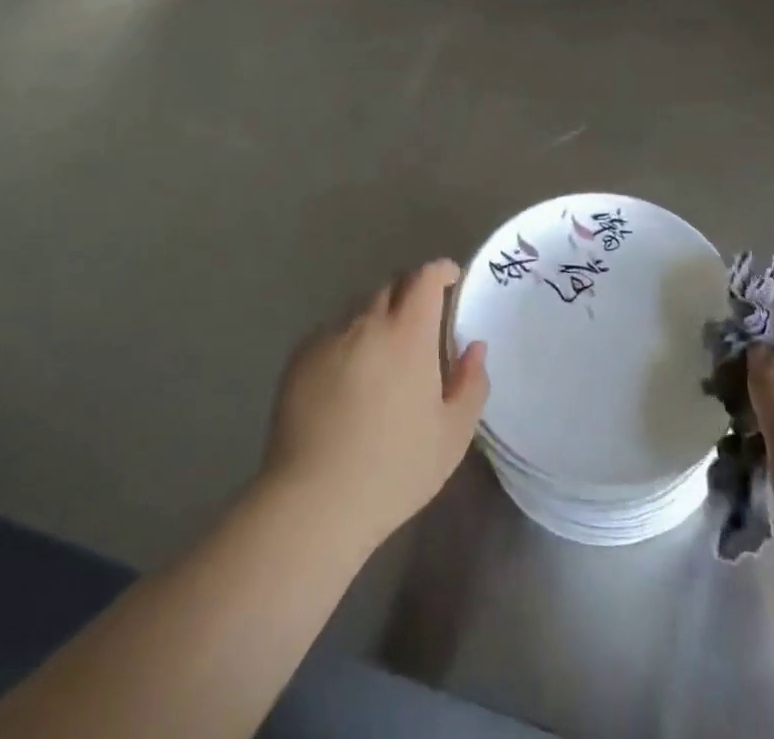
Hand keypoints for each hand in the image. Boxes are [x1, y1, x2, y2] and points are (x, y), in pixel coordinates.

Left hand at [263, 259, 488, 548]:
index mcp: (409, 333)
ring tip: (381, 360)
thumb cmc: (395, 469)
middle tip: (420, 328)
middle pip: (392, 286)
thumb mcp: (452, 435)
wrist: (314, 502)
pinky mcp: (299, 358)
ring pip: (360, 310)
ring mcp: (329, 337)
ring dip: (377, 320)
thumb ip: (471, 383)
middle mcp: (367, 322)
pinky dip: (346, 343)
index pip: (425, 277)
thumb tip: (474, 347)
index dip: (440, 271)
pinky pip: (331, 334)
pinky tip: (346, 383)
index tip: (450, 280)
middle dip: (410, 295)